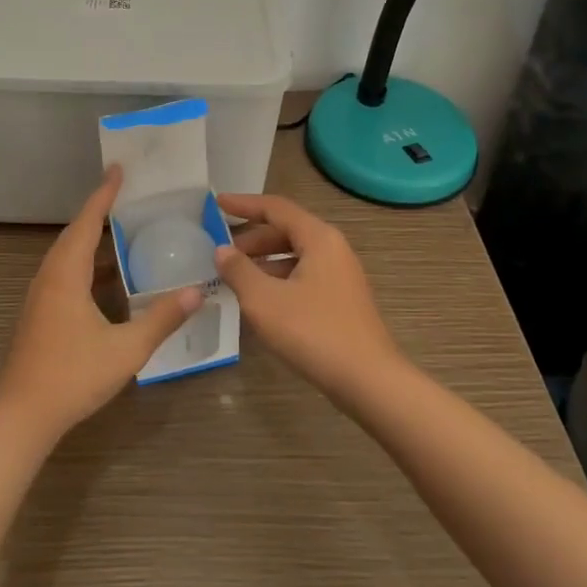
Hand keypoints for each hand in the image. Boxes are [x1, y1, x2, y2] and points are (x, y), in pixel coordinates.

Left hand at [0, 165, 202, 442]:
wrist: (22, 416)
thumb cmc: (72, 377)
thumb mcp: (126, 349)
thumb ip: (161, 319)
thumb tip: (196, 291)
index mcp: (66, 274)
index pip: (88, 222)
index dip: (104, 195)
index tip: (118, 169)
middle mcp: (49, 276)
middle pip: (74, 232)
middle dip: (98, 209)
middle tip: (124, 192)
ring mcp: (41, 294)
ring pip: (66, 252)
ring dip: (90, 234)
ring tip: (119, 225)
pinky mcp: (39, 311)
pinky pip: (64, 269)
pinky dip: (85, 258)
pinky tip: (105, 273)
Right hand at [213, 193, 402, 406]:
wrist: (369, 382)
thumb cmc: (314, 332)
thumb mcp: (264, 300)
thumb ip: (239, 270)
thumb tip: (222, 250)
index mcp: (318, 238)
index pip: (276, 208)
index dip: (244, 204)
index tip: (216, 203)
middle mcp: (333, 249)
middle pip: (286, 231)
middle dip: (252, 239)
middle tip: (221, 251)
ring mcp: (341, 275)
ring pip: (295, 256)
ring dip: (264, 261)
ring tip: (234, 278)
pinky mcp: (342, 300)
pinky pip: (304, 276)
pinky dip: (278, 279)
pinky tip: (261, 301)